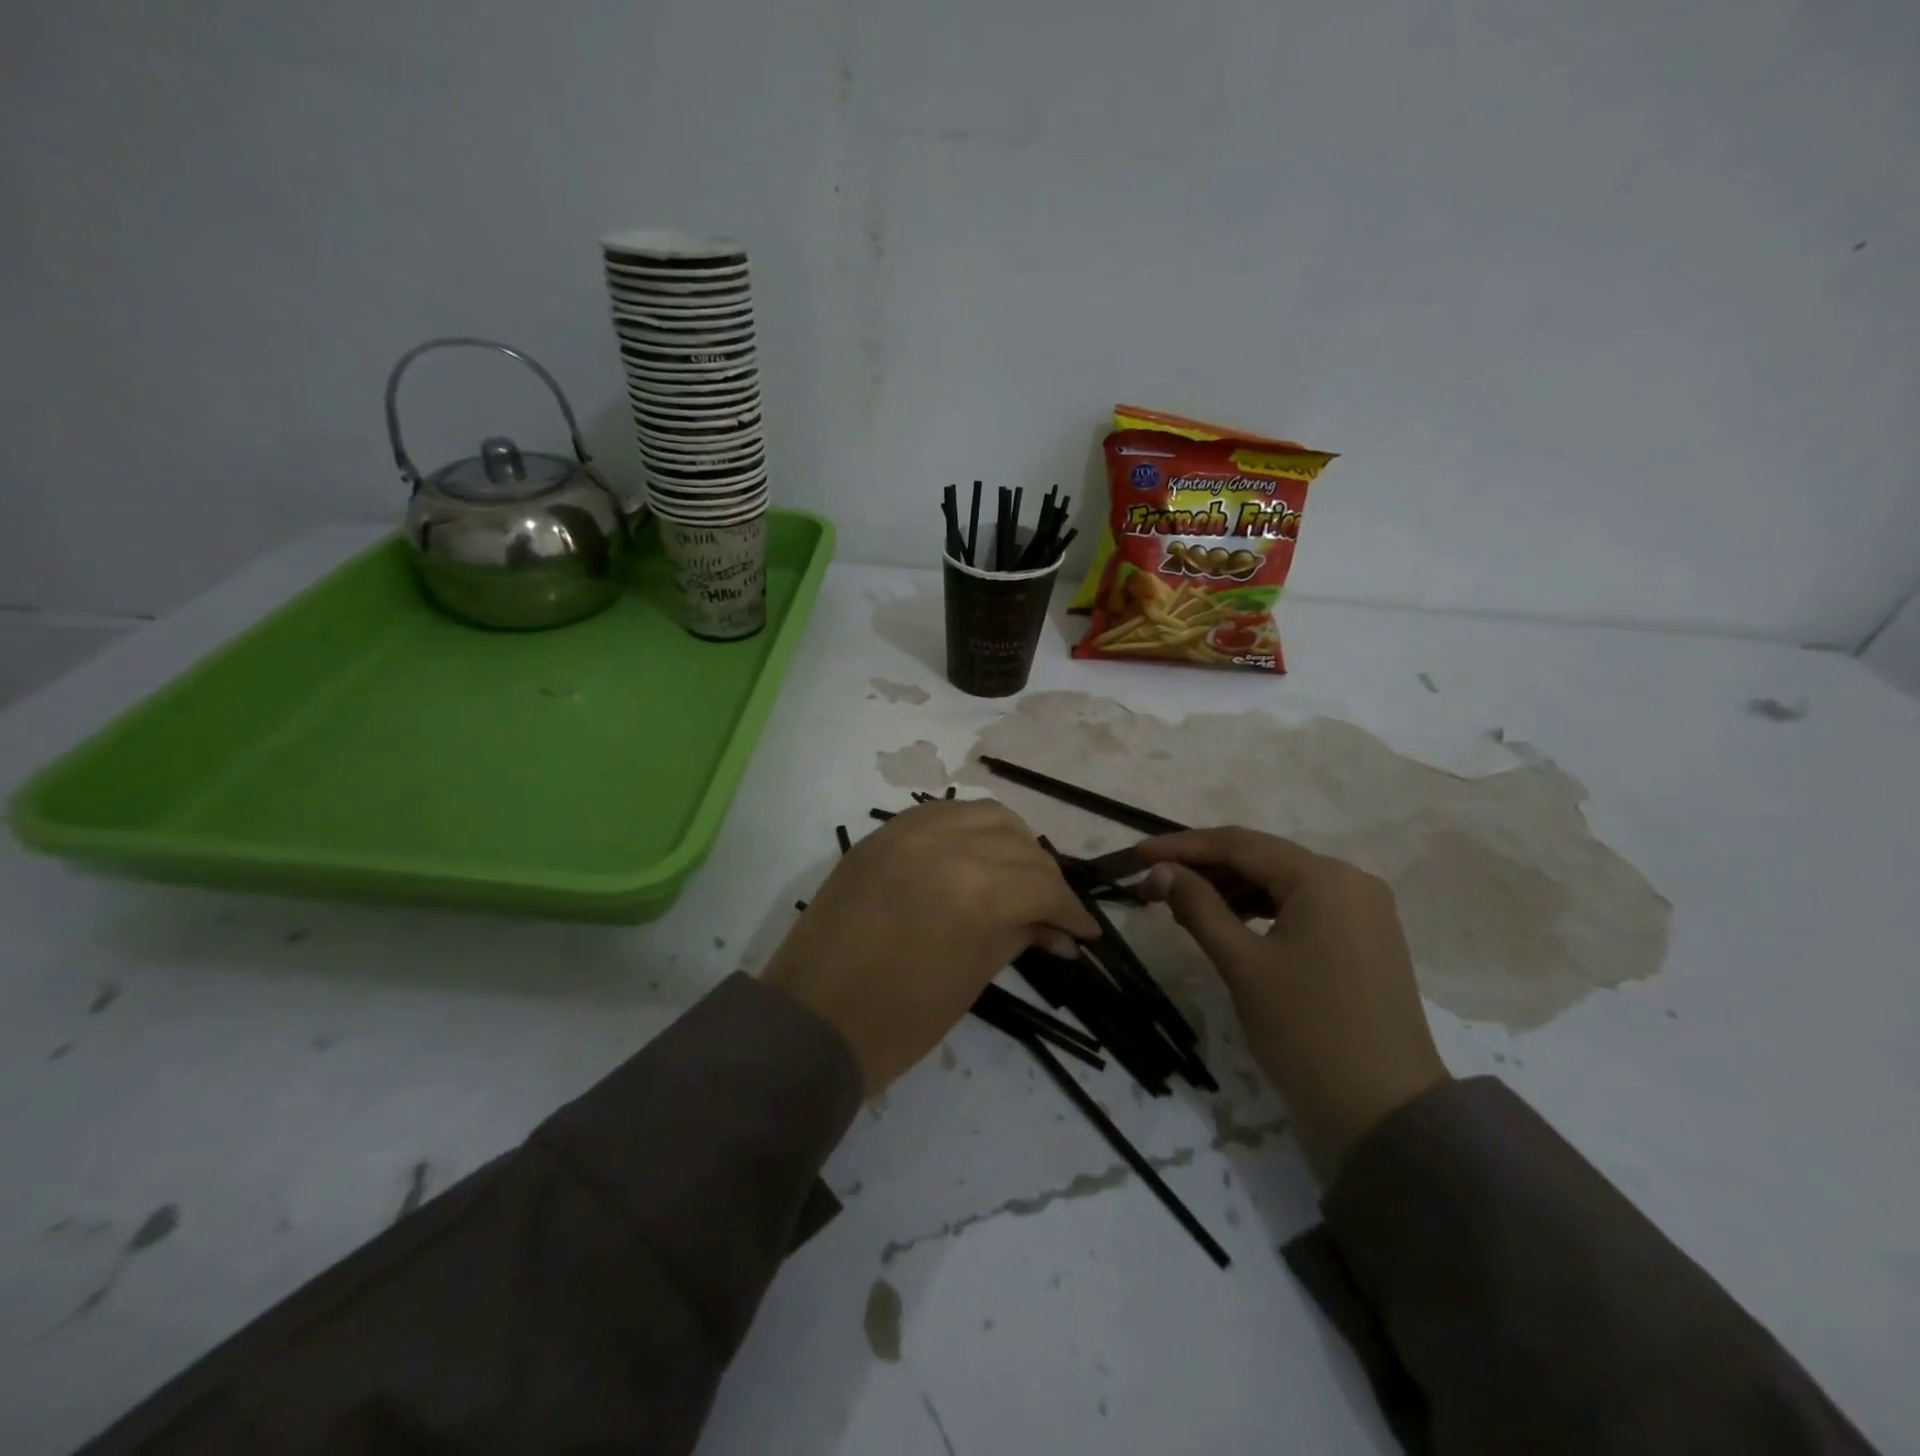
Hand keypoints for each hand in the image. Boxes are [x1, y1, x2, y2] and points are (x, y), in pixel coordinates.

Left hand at [763, 800, 1098, 1095]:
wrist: (810, 1022)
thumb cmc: (897, 1020)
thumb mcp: (971, 979)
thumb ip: (1018, 936)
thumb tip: (1057, 930)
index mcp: (974, 889)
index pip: (1042, 885)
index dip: (1070, 911)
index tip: (1084, 932)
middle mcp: (945, 844)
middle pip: (1019, 844)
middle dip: (1045, 878)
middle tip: (1050, 911)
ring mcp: (907, 831)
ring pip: (984, 814)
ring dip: (1012, 844)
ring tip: (1016, 878)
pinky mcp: (881, 834)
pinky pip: (941, 814)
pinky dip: (969, 830)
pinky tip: (974, 858)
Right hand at [1134, 827, 1448, 1184]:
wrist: (1386, 1114)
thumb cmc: (1306, 1031)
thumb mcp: (1242, 964)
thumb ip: (1198, 906)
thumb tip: (1160, 871)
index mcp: (1323, 877)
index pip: (1239, 844)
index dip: (1182, 847)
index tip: (1138, 856)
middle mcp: (1350, 880)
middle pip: (1261, 859)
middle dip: (1204, 868)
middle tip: (1152, 885)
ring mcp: (1363, 910)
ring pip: (1280, 883)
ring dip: (1230, 889)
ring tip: (1181, 905)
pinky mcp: (1365, 938)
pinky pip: (1301, 907)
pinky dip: (1260, 909)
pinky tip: (1228, 922)